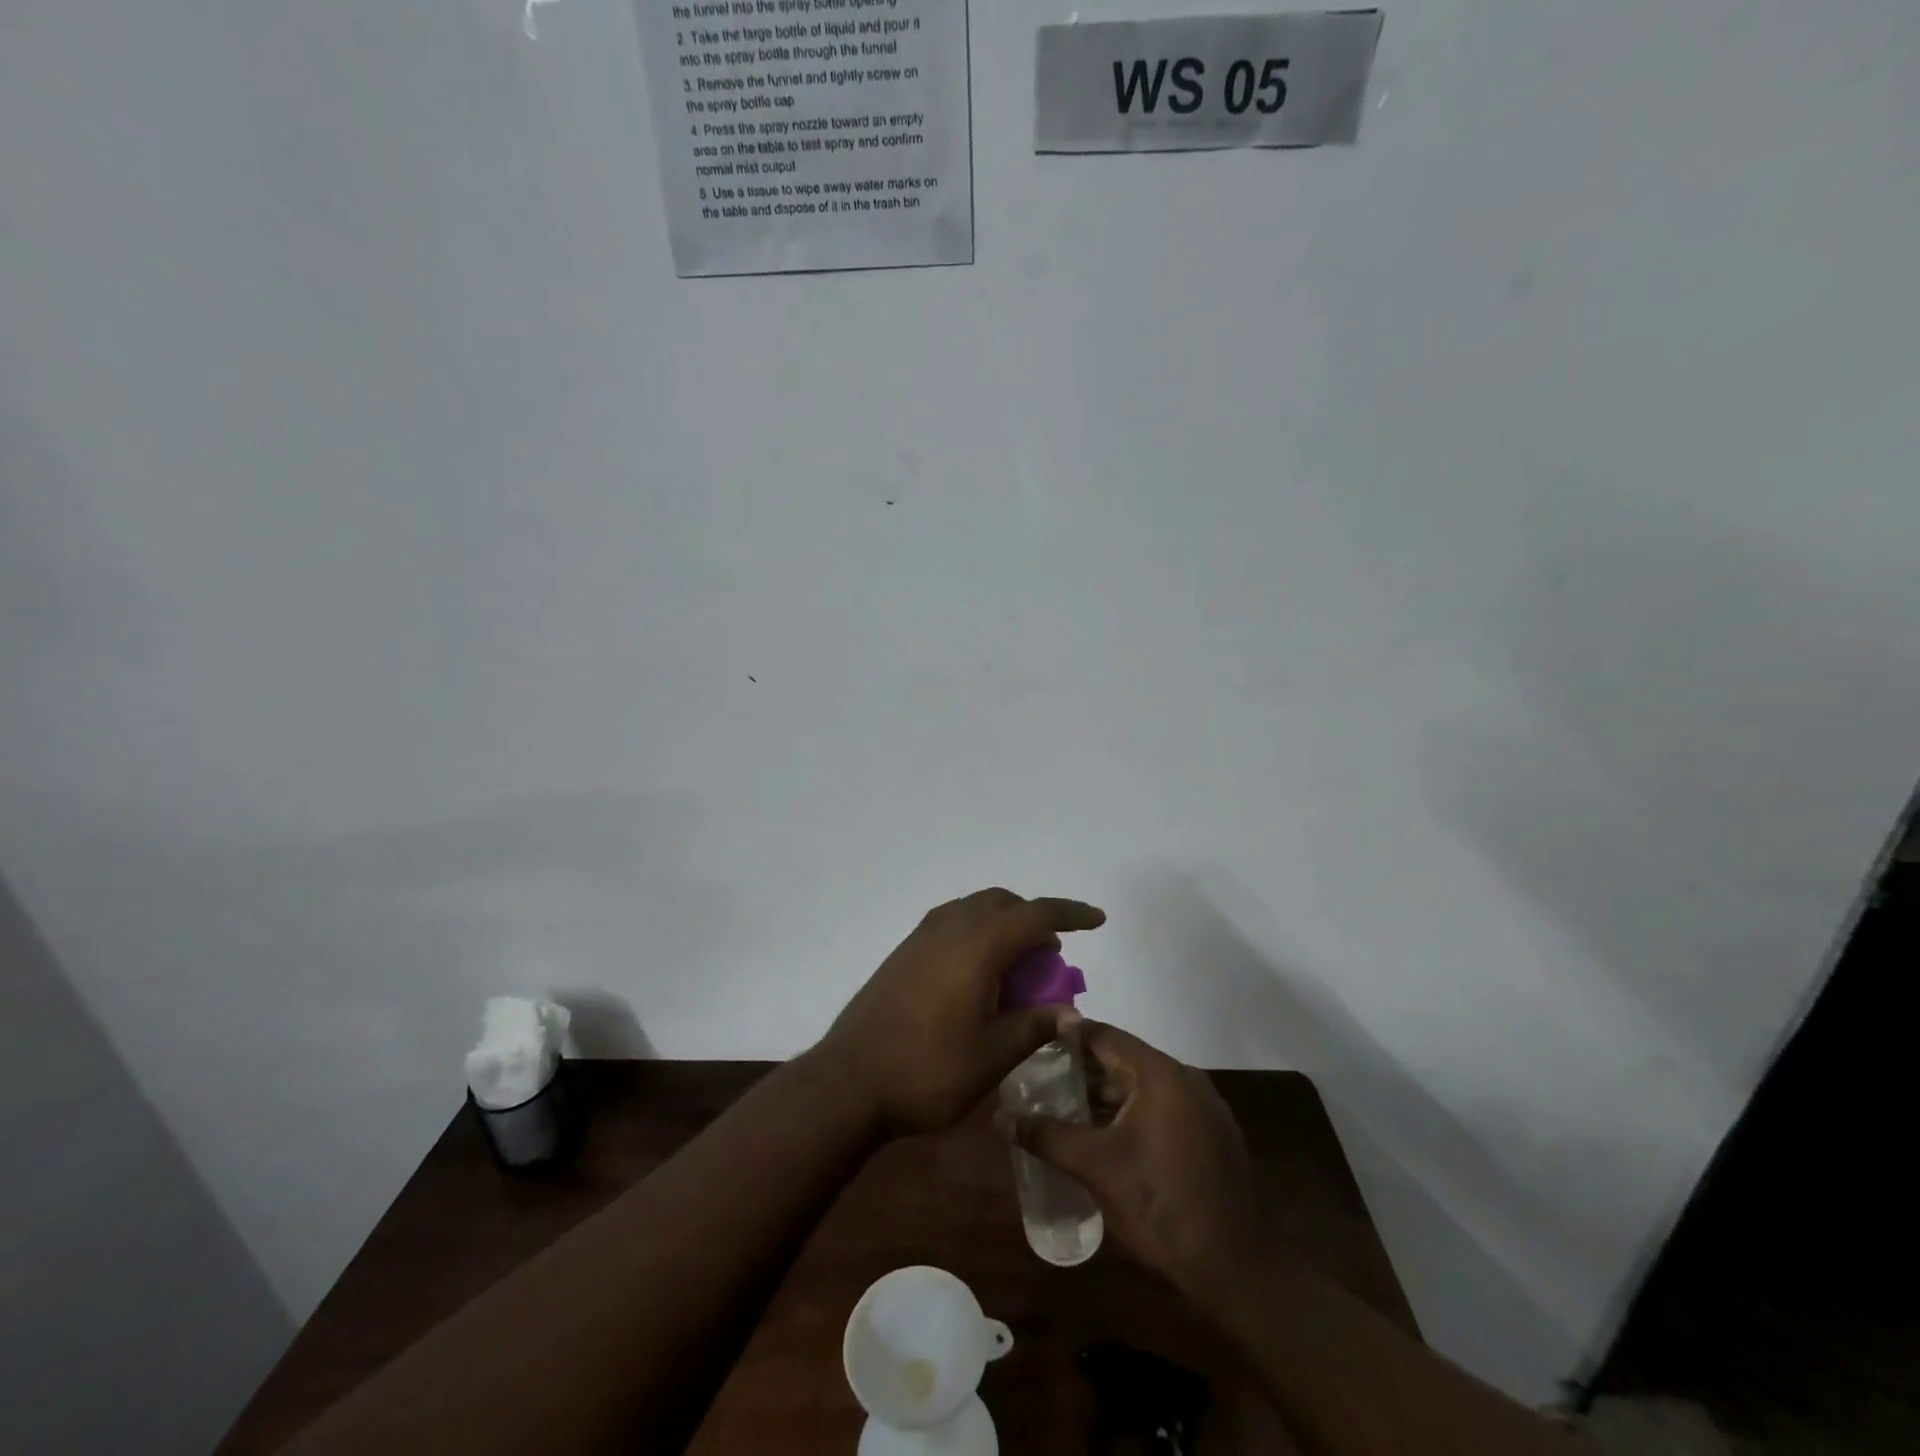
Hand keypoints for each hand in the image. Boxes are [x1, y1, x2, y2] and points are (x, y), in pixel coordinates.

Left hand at [818, 888, 1105, 1133]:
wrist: (849, 1081)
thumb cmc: (927, 1071)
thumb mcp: (991, 1057)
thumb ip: (1033, 1027)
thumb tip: (1070, 1014)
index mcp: (977, 946)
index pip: (1034, 914)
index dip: (1070, 913)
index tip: (1097, 919)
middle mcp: (950, 928)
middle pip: (1001, 902)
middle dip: (1033, 917)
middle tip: (1051, 954)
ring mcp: (921, 937)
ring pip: (973, 909)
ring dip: (1002, 922)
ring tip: (1018, 962)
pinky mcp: (903, 952)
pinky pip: (951, 923)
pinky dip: (976, 932)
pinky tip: (978, 971)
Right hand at [1014, 1022, 1255, 1293]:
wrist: (1230, 1267)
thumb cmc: (1157, 1203)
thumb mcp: (1093, 1166)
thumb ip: (1045, 1135)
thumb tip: (1000, 1118)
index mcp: (1161, 1074)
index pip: (1106, 1037)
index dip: (1069, 1036)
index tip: (1037, 1041)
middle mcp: (1188, 1079)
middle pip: (1127, 1061)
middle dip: (1087, 1071)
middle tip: (1047, 1081)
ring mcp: (1208, 1108)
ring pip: (1147, 1087)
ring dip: (1111, 1096)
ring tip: (1072, 1110)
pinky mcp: (1216, 1136)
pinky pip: (1167, 1108)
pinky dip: (1138, 1113)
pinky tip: (1113, 1138)